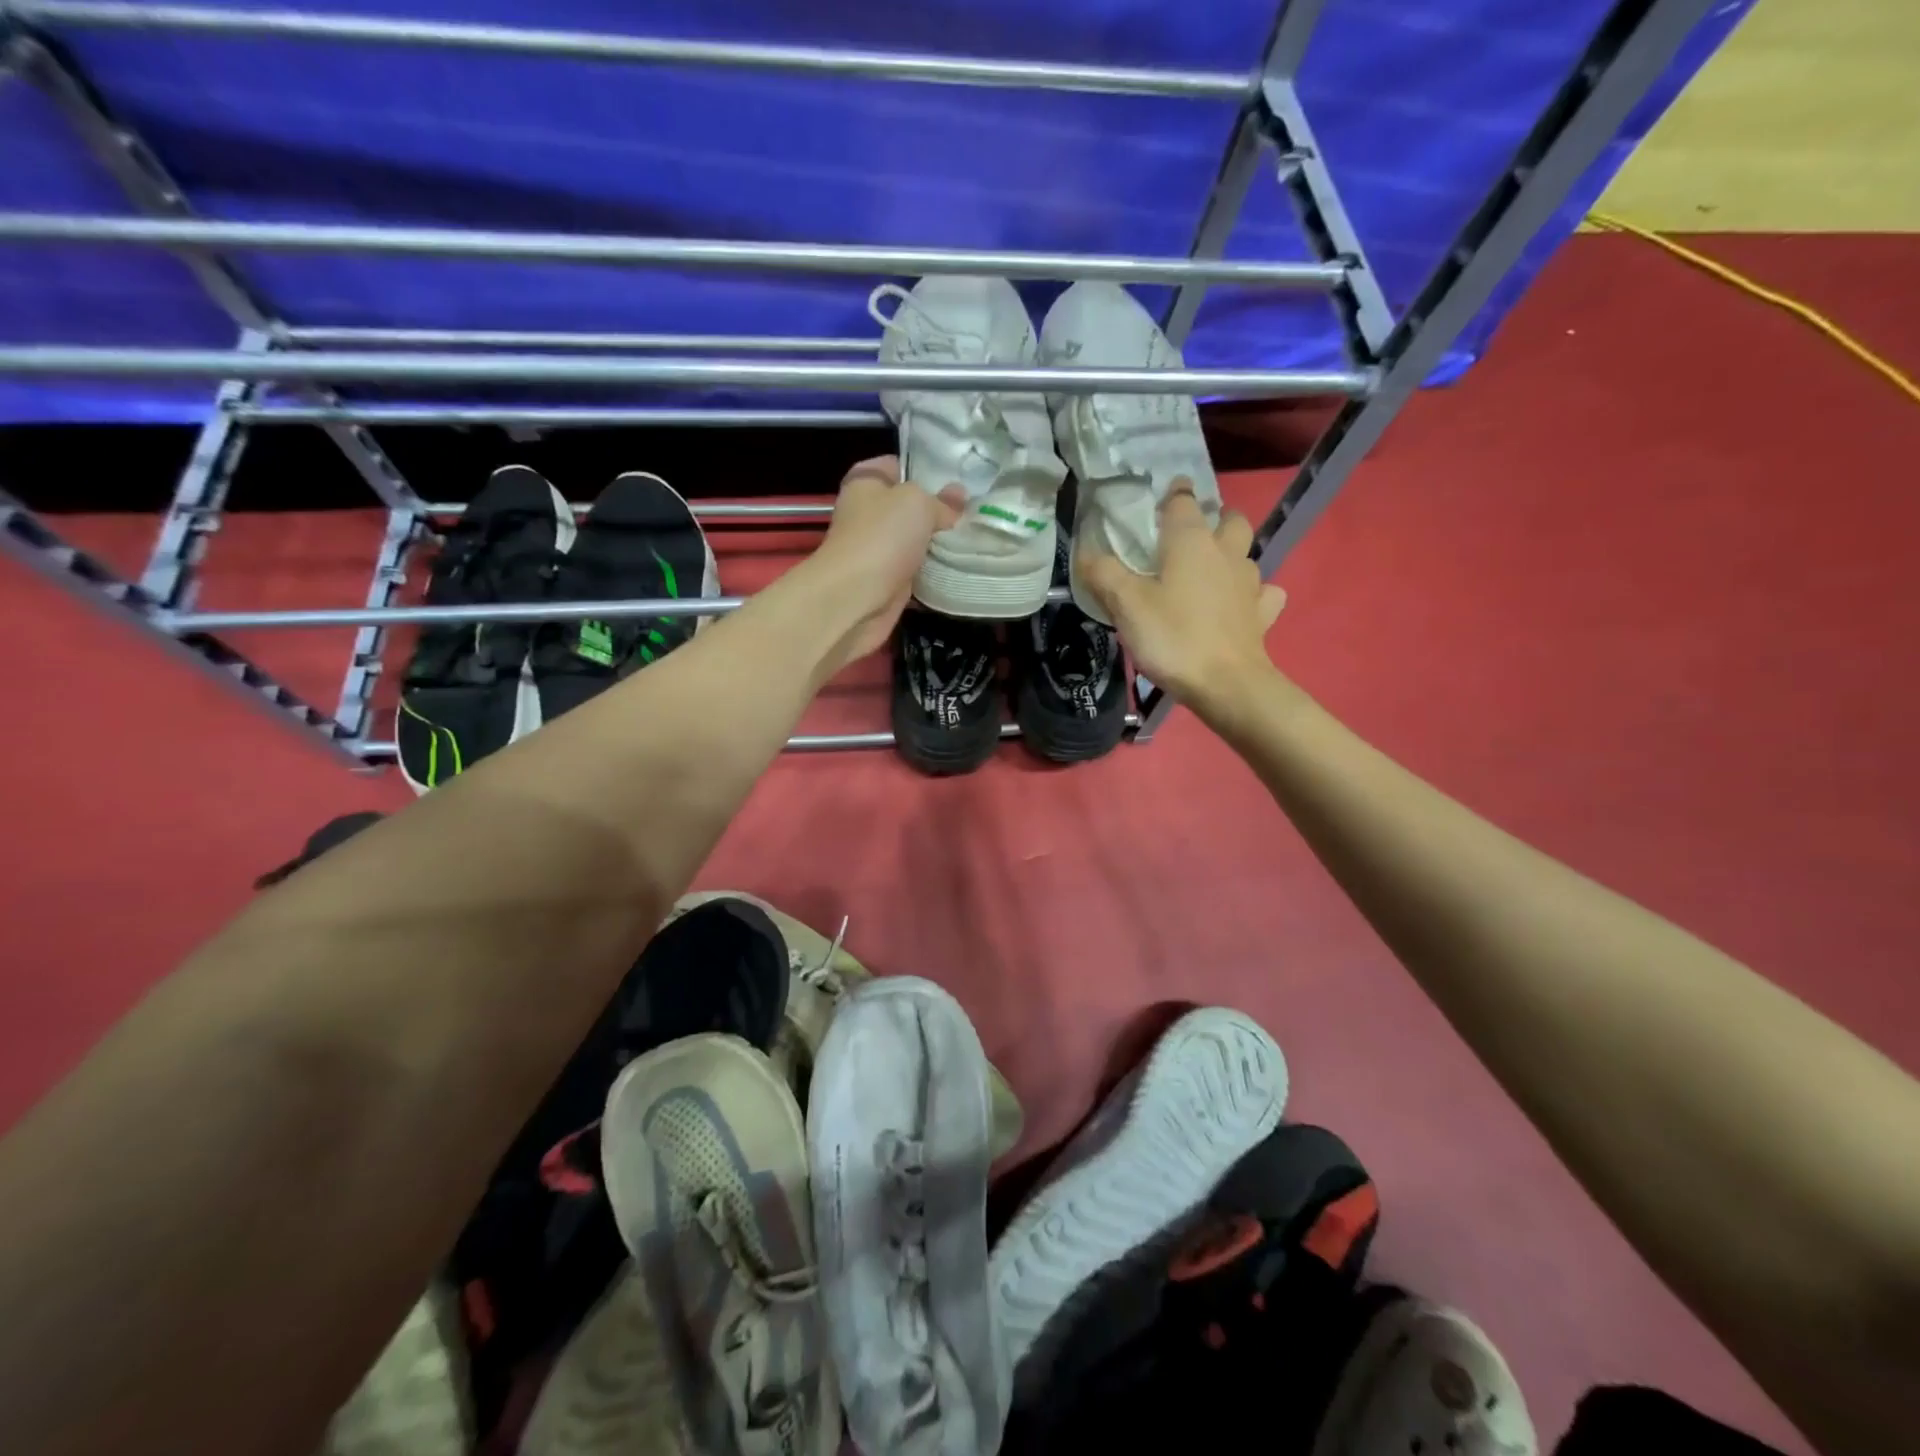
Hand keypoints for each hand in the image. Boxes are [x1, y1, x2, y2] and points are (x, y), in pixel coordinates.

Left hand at [805, 455, 962, 666]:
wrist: (855, 598)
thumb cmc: (882, 537)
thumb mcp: (918, 502)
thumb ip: (941, 500)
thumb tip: (959, 497)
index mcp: (866, 482)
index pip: (898, 465)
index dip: (927, 469)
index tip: (959, 479)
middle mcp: (869, 513)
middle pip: (910, 506)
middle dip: (940, 510)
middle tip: (975, 512)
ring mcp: (878, 549)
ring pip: (917, 540)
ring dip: (940, 543)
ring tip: (976, 538)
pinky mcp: (888, 580)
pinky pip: (918, 570)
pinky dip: (936, 571)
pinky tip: (963, 567)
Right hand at [1080, 483, 1287, 716]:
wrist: (1226, 684)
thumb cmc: (1172, 637)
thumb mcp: (1126, 604)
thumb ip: (1103, 573)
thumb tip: (1086, 550)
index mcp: (1191, 541)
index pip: (1183, 500)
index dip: (1172, 494)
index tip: (1161, 499)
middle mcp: (1226, 553)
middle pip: (1229, 520)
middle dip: (1214, 519)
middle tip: (1190, 536)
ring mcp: (1250, 583)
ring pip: (1246, 555)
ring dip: (1231, 556)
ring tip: (1209, 572)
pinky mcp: (1262, 614)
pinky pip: (1263, 594)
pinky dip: (1253, 595)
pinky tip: (1238, 606)